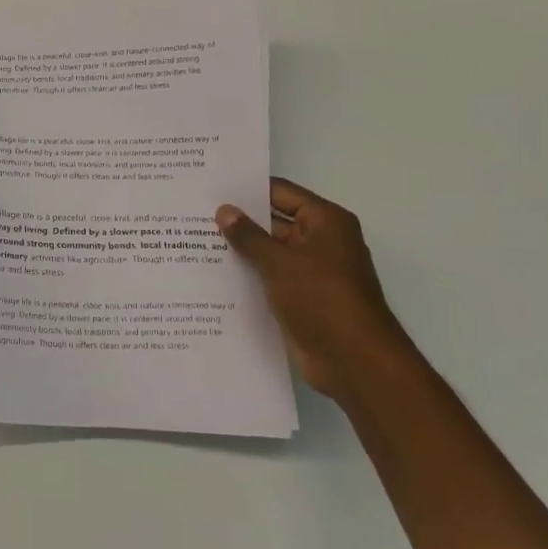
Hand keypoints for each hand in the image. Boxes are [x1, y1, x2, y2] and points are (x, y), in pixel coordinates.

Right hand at [216, 178, 412, 403]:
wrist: (354, 361)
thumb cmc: (321, 299)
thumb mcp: (279, 263)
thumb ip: (248, 236)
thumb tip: (224, 210)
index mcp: (325, 222)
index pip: (280, 193)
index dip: (247, 190)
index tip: (211, 188)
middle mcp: (321, 241)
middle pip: (274, 222)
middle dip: (239, 221)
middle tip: (193, 215)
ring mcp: (312, 272)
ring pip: (270, 253)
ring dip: (241, 251)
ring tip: (194, 242)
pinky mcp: (302, 298)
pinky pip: (271, 278)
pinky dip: (248, 276)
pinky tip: (213, 275)